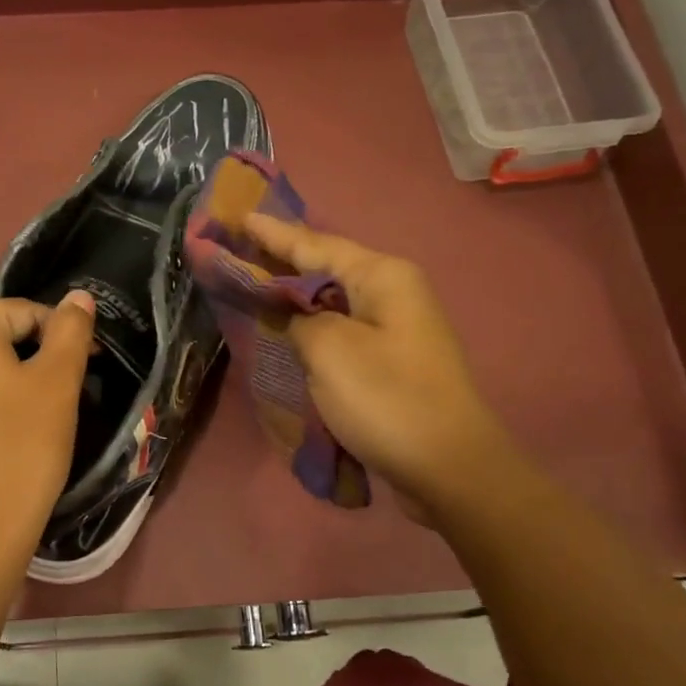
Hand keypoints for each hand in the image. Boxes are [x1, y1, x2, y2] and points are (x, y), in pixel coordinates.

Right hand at [244, 214, 508, 521]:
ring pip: (332, 301)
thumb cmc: (386, 398)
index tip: (240, 218)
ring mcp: (394, 328)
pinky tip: (286, 330)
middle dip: (282, 261)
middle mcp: (392, 292)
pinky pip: (340, 331)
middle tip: (239, 250)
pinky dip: (310, 328)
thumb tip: (292, 318)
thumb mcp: (329, 350)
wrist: (447, 466)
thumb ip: (298, 320)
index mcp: (382, 276)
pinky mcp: (390, 361)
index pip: (315, 244)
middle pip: (325, 268)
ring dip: (295, 296)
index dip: (274, 234)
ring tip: (253, 284)